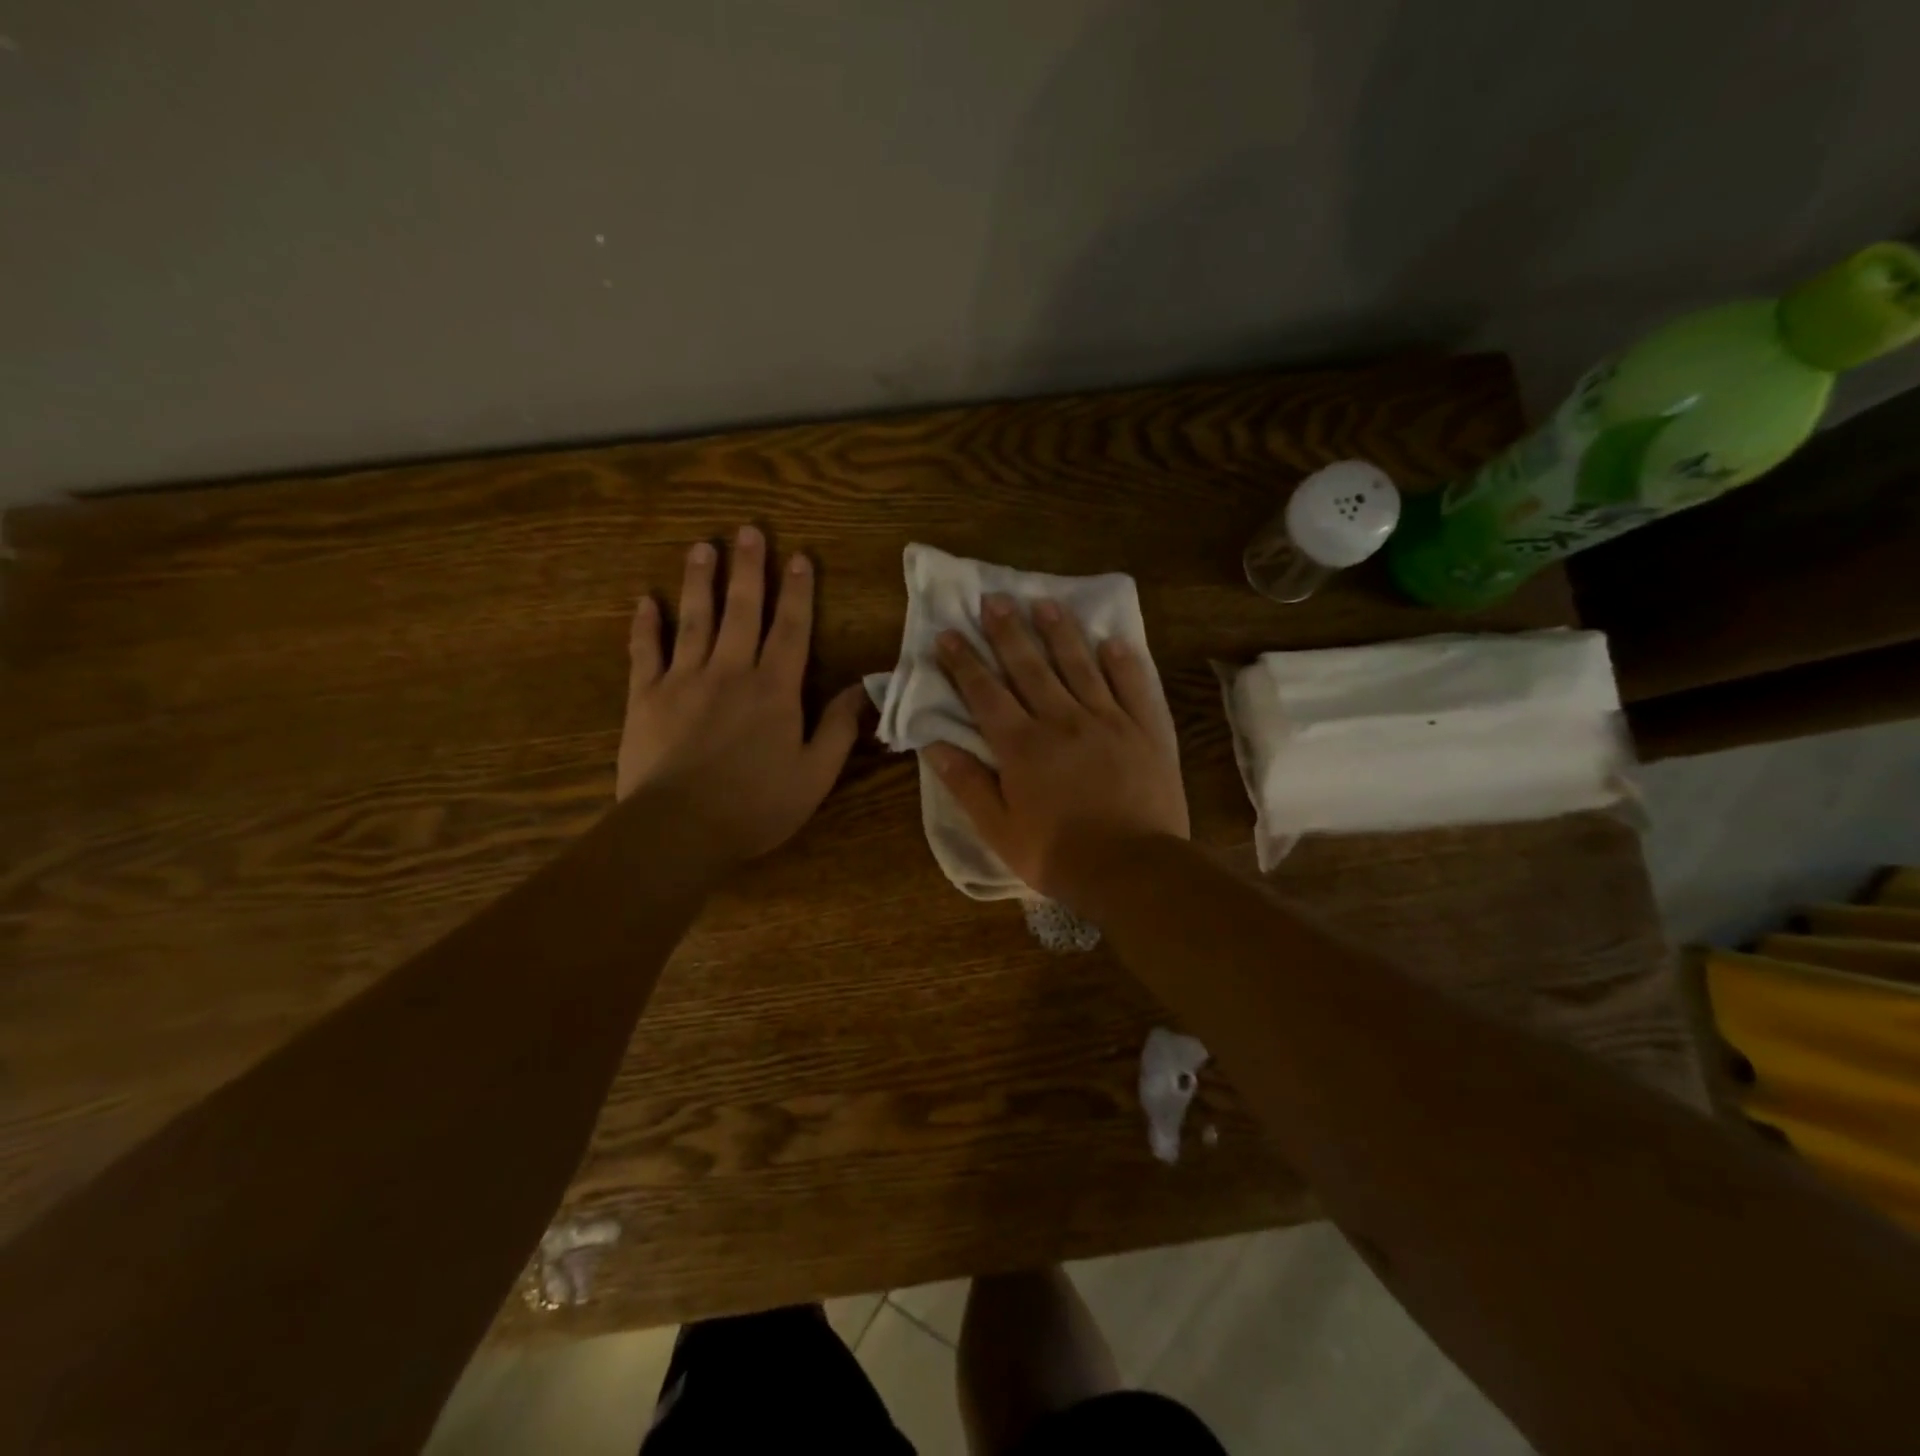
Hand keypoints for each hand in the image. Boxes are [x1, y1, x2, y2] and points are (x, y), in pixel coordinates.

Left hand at [617, 525, 866, 871]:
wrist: (680, 828)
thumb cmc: (757, 805)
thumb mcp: (816, 774)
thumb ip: (839, 728)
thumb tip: (863, 688)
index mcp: (775, 689)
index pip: (791, 630)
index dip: (798, 592)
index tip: (799, 557)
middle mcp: (730, 672)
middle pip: (742, 610)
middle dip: (748, 569)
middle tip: (748, 530)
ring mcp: (683, 680)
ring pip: (694, 620)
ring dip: (699, 582)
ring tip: (702, 547)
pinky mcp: (645, 698)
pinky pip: (644, 652)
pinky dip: (644, 626)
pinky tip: (645, 601)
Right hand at [926, 594, 1188, 904]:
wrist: (1132, 868)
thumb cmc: (1058, 854)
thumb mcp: (999, 829)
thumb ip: (968, 784)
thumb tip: (934, 745)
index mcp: (1022, 746)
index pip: (985, 693)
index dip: (964, 662)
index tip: (948, 633)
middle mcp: (1062, 720)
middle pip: (1030, 667)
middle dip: (1008, 632)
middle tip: (994, 599)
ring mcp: (1108, 720)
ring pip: (1079, 665)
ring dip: (1060, 632)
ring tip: (1044, 603)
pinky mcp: (1146, 730)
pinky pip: (1133, 685)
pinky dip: (1122, 661)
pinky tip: (1112, 640)